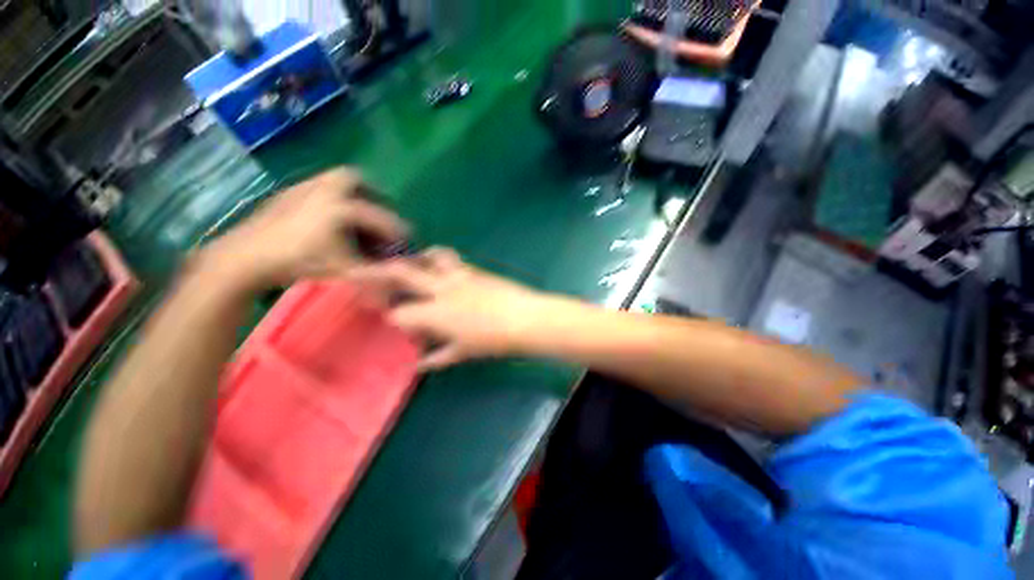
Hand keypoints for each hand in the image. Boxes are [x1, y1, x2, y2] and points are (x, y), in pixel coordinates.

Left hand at [199, 168, 406, 291]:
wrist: (248, 257)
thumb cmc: (301, 262)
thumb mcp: (345, 268)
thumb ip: (376, 266)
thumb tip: (399, 266)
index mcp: (342, 208)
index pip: (380, 217)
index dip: (398, 230)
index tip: (408, 239)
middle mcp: (326, 188)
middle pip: (357, 179)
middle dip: (374, 194)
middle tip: (378, 215)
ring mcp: (305, 186)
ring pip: (336, 178)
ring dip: (353, 192)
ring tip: (357, 213)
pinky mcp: (290, 190)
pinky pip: (320, 184)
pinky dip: (334, 195)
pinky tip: (331, 216)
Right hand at [351, 248, 555, 369]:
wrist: (525, 318)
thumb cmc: (493, 340)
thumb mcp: (463, 352)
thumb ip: (437, 357)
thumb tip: (418, 365)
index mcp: (436, 313)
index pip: (399, 313)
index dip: (390, 317)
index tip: (387, 318)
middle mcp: (442, 288)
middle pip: (401, 273)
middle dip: (375, 273)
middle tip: (357, 271)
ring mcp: (459, 274)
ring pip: (429, 256)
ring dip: (414, 258)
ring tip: (409, 264)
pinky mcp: (474, 269)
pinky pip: (451, 259)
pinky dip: (438, 259)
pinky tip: (438, 266)